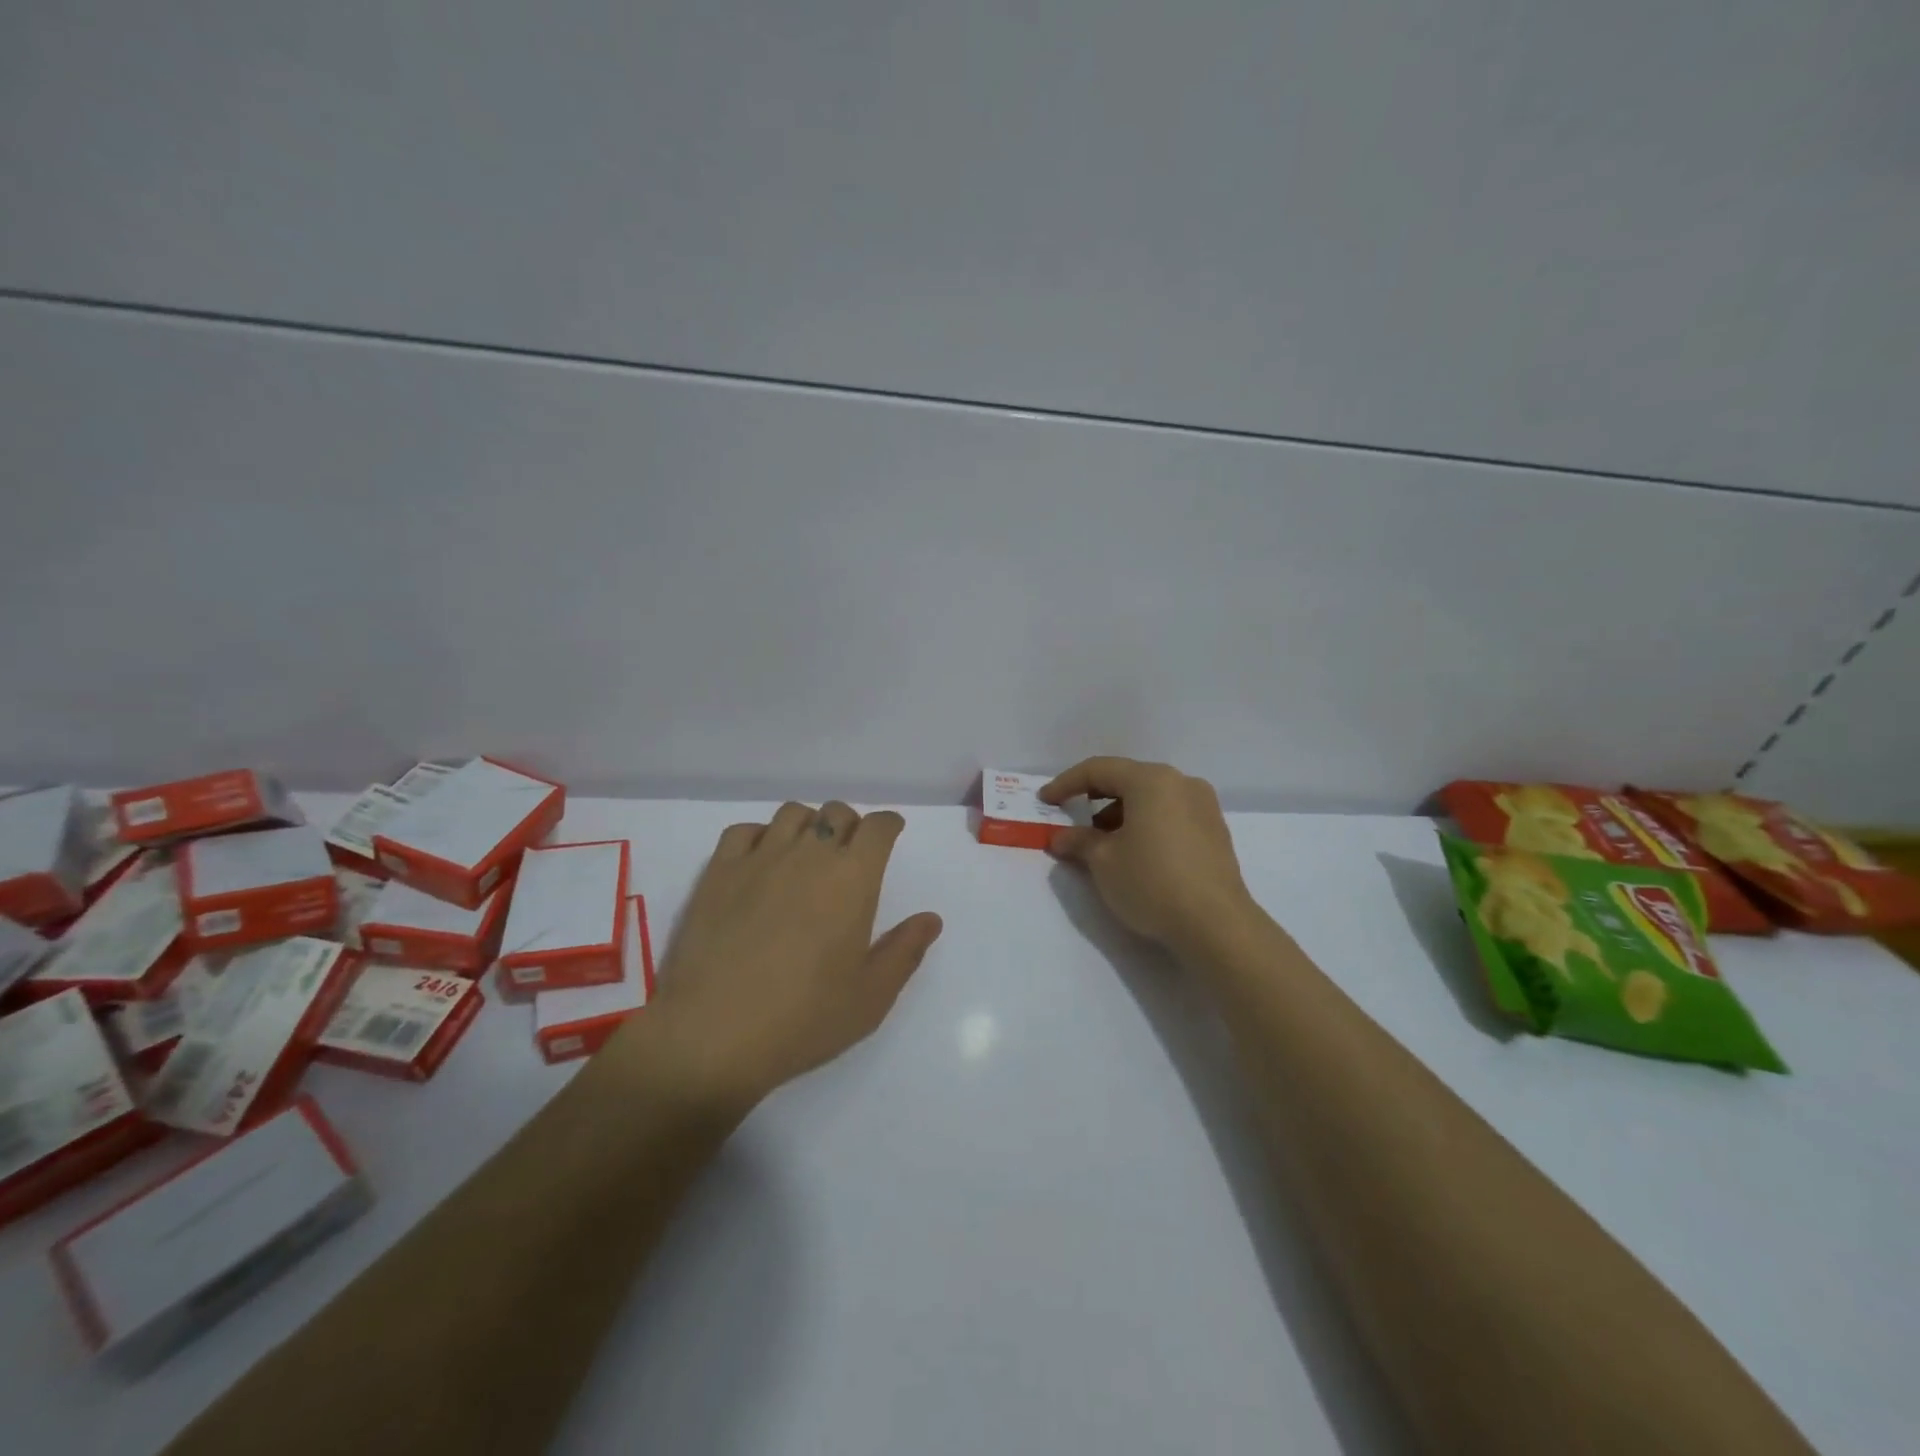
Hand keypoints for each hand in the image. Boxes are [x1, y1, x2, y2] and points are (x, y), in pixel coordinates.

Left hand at [631, 802, 942, 1109]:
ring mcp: (760, 859)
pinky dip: (760, 835)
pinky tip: (761, 860)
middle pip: (836, 813)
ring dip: (809, 824)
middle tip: (850, 852)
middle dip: (851, 824)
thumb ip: (905, 951)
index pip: (878, 828)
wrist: (715, 1032)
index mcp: (853, 879)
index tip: (891, 833)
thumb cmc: (805, 1018)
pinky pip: (744, 831)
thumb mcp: (871, 996)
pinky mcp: (719, 872)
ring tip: (807, 851)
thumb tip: (930, 919)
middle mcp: (809, 855)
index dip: (889, 824)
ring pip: (792, 814)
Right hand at [1042, 758, 1257, 955]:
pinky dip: (1146, 824)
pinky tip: (1134, 852)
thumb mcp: (1104, 862)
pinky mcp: (1215, 831)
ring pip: (1151, 798)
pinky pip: (1170, 815)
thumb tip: (1061, 837)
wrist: (1216, 926)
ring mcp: (1204, 806)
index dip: (1066, 784)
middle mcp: (1181, 783)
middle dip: (1095, 798)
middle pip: (1128, 780)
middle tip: (1071, 819)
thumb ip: (1079, 841)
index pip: (1099, 770)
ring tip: (1101, 843)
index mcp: (1152, 780)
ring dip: (1121, 813)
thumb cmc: (1152, 883)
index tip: (1045, 800)